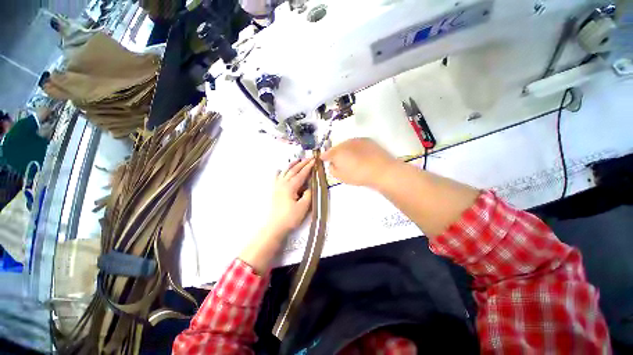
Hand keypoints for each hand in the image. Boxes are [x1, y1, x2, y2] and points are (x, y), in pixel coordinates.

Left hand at [266, 158, 313, 235]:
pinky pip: (276, 178)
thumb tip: (310, 185)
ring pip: (285, 171)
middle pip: (293, 170)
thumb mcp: (303, 207)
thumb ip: (308, 194)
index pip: (301, 174)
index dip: (309, 167)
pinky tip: (279, 169)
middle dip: (302, 163)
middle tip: (309, 158)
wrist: (275, 226)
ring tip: (297, 160)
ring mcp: (277, 186)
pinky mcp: (274, 190)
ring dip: (292, 165)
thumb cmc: (290, 217)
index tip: (314, 160)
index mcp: (291, 186)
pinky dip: (279, 172)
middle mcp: (283, 183)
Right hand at [322, 138, 396, 187]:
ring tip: (351, 159)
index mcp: (337, 152)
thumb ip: (332, 169)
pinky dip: (356, 148)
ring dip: (346, 150)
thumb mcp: (341, 177)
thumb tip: (332, 164)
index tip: (323, 159)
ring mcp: (357, 140)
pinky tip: (360, 155)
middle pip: (337, 147)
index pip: (327, 153)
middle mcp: (345, 143)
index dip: (324, 156)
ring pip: (347, 144)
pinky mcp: (367, 140)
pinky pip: (357, 144)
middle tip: (339, 161)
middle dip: (336, 153)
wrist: (381, 170)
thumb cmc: (358, 175)